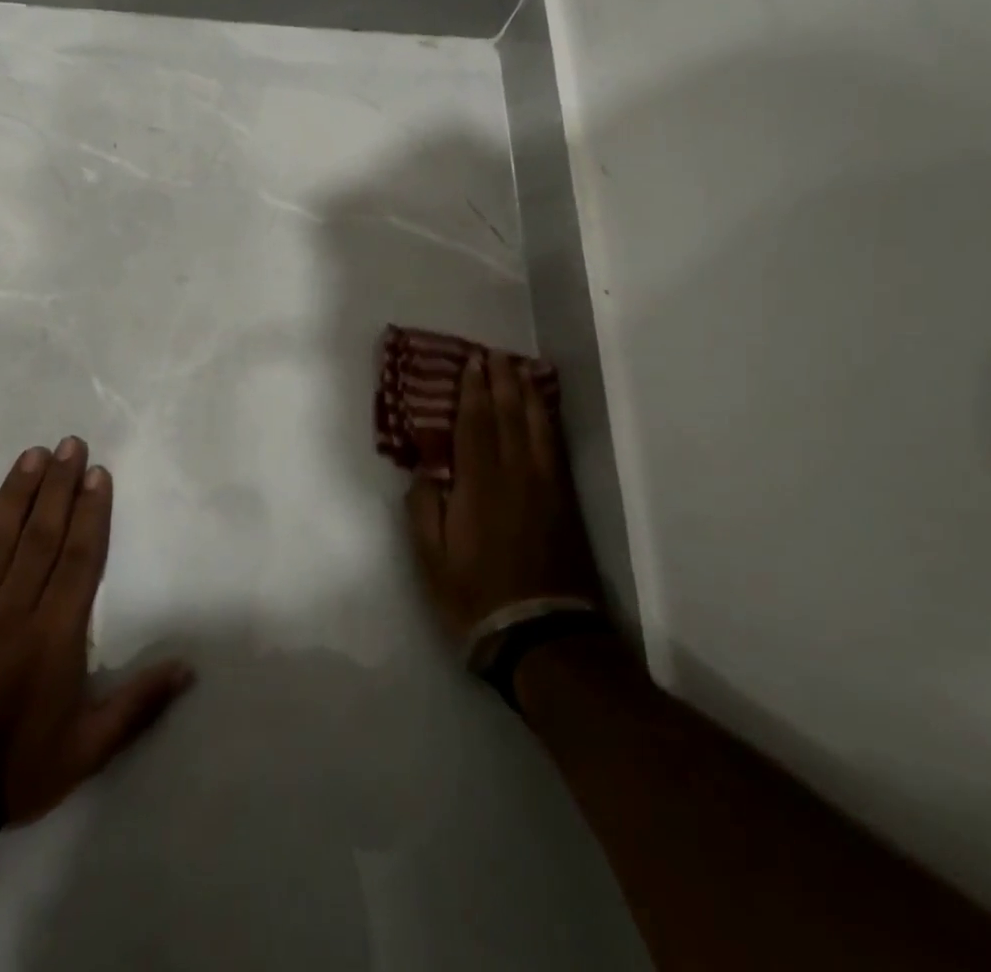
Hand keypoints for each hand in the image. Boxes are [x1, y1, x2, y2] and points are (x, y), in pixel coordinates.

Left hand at [0, 437, 193, 824]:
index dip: (90, 511)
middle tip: (69, 443)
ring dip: (17, 493)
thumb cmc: (13, 768)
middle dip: (58, 485)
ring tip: (32, 455)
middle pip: (41, 534)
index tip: (96, 473)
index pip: (79, 556)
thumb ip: (138, 704)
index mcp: (55, 632)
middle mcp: (14, 607)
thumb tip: (189, 669)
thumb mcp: (87, 749)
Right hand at [404, 349, 601, 644]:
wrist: (543, 635)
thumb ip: (424, 507)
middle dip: (501, 381)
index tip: (472, 361)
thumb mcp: (431, 558)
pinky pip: (556, 447)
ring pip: (538, 426)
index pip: (475, 423)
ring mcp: (546, 486)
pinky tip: (544, 412)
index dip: (473, 390)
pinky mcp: (566, 502)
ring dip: (528, 394)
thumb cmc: (476, 596)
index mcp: (479, 484)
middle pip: (509, 415)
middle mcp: (516, 474)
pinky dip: (549, 421)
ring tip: (521, 370)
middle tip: (494, 354)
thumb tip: (426, 469)